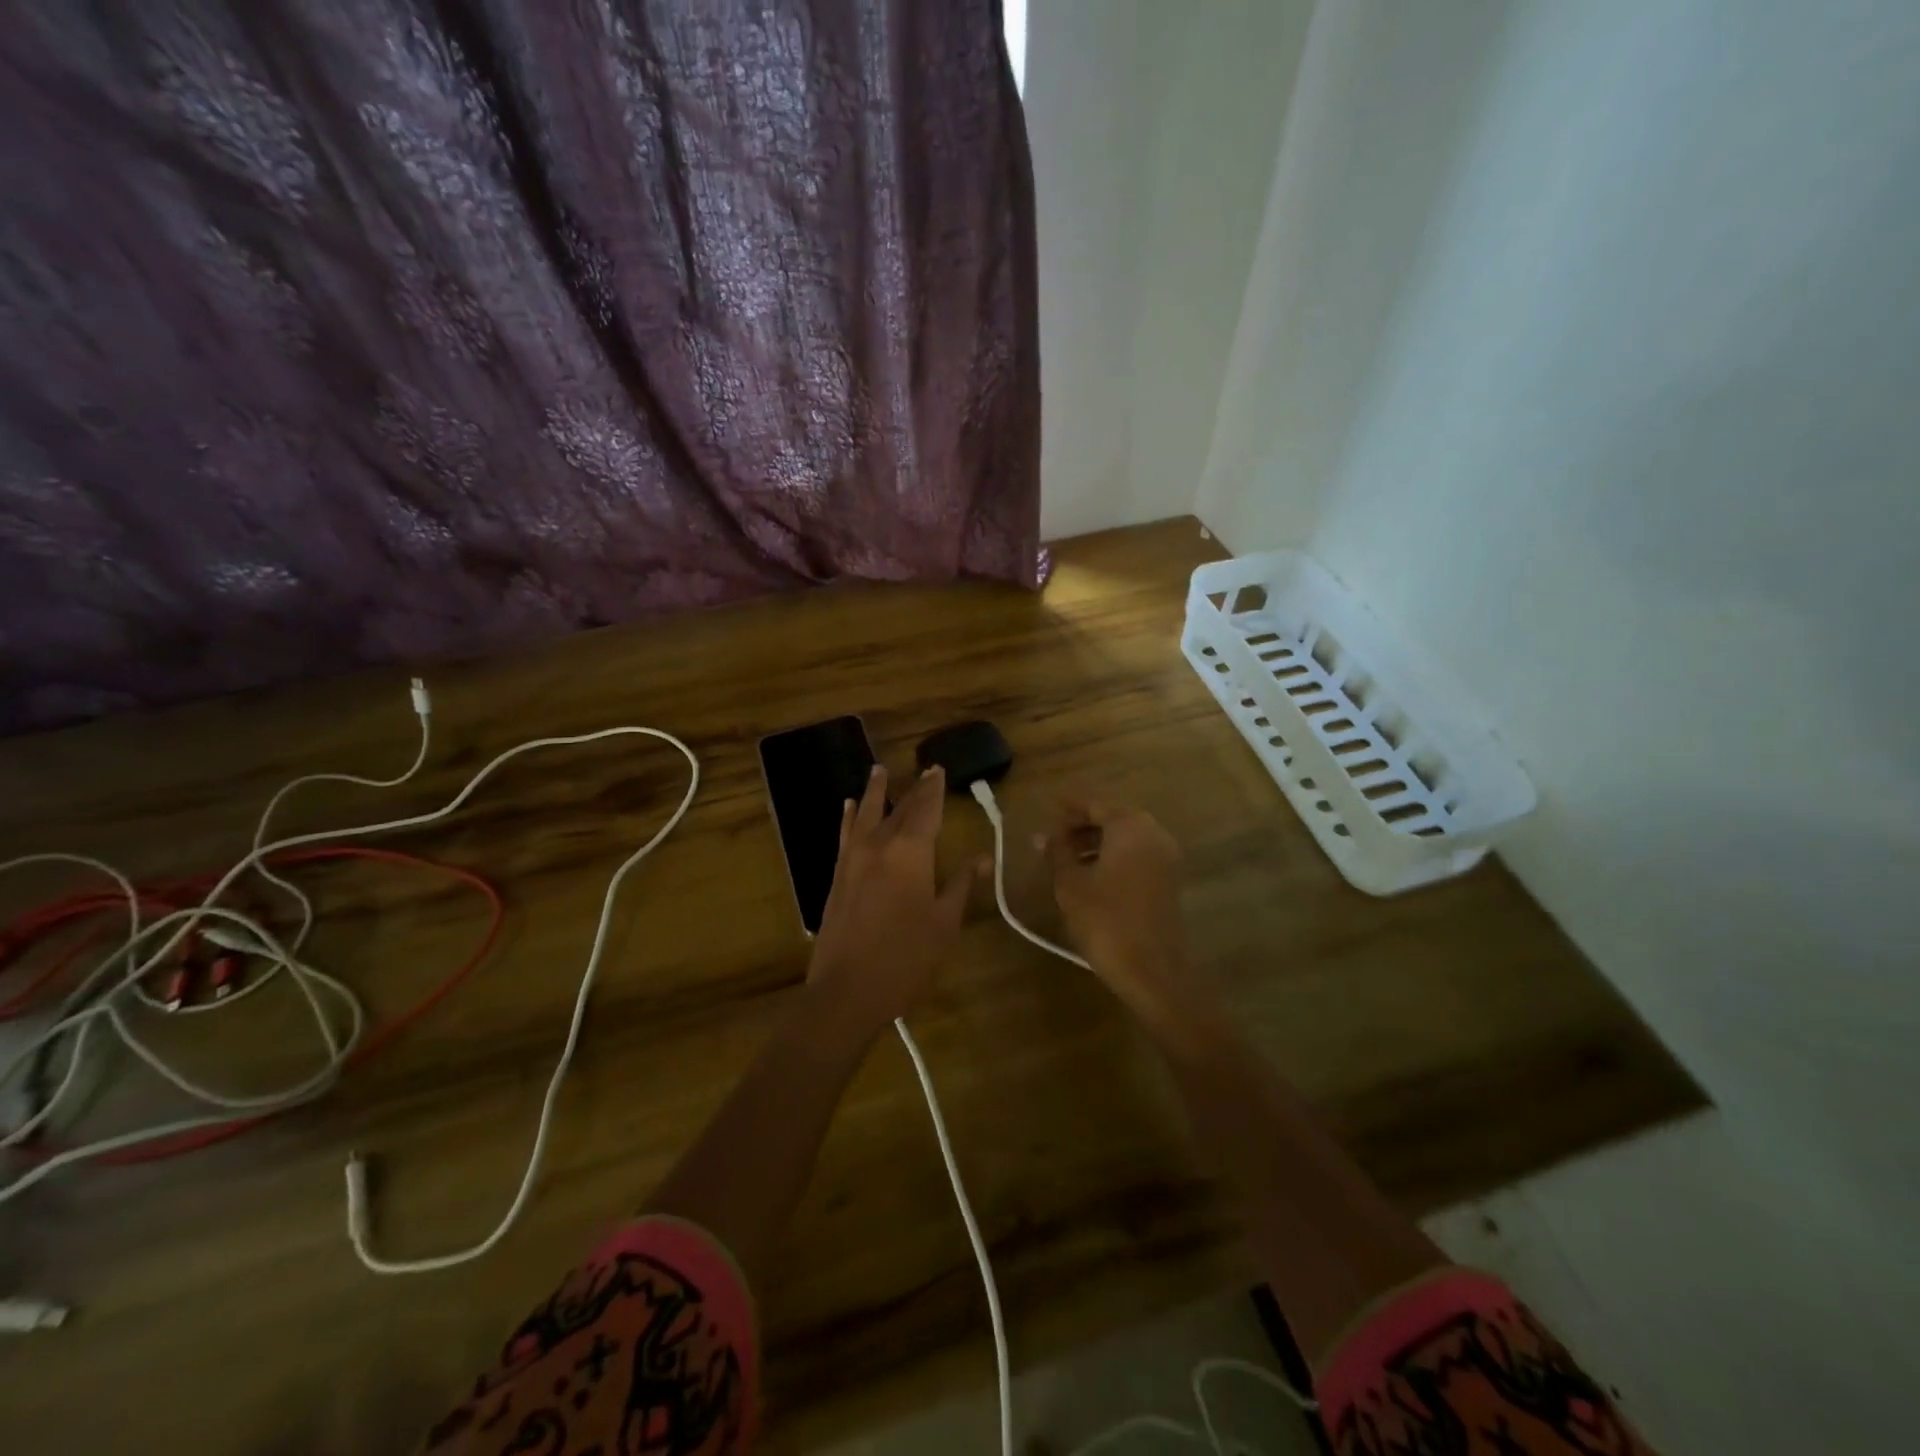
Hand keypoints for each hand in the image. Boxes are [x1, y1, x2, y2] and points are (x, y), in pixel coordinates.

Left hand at [807, 764, 981, 1035]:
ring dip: (876, 791)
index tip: (939, 769)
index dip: (934, 789)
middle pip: (899, 809)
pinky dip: (850, 817)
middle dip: (913, 789)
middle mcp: (879, 846)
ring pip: (867, 814)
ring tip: (879, 770)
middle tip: (924, 769)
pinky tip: (849, 807)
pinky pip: (846, 834)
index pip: (926, 810)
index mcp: (911, 853)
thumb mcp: (944, 923)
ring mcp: (853, 859)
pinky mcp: (837, 876)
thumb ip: (961, 884)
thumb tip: (983, 856)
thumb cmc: (905, 959)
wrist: (846, 991)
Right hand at [1044, 797, 1211, 1034]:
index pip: (1094, 803)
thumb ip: (1056, 852)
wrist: (1152, 970)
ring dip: (1095, 842)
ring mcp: (1165, 856)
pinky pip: (1136, 854)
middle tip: (1052, 836)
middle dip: (1081, 825)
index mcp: (1130, 826)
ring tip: (1064, 857)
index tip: (1045, 805)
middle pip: (1112, 817)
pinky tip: (1089, 874)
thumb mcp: (1070, 884)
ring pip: (1125, 837)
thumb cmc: (1105, 920)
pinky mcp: (1168, 879)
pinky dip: (1112, 856)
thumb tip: (1042, 836)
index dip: (1067, 805)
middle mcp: (1153, 833)